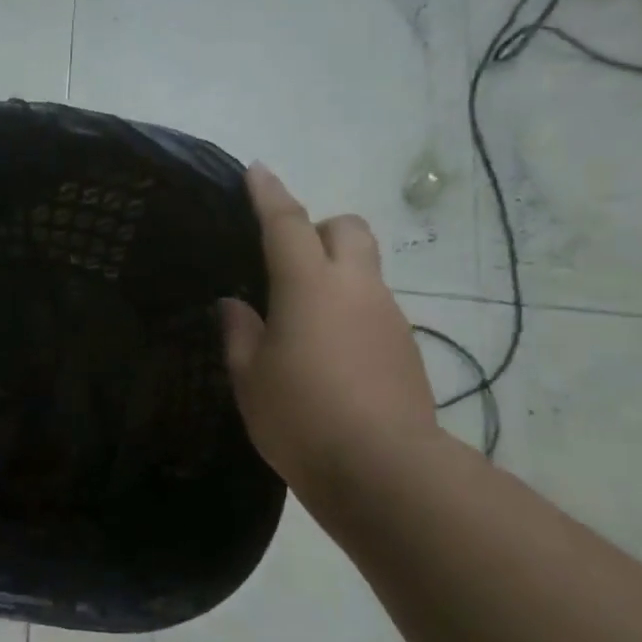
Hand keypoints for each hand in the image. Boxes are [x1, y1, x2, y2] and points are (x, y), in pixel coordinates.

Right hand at [218, 164, 438, 510]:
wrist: (385, 471)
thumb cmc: (301, 418)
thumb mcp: (250, 377)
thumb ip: (240, 332)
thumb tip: (235, 305)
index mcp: (309, 286)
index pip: (287, 223)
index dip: (269, 193)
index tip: (256, 170)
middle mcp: (356, 288)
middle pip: (347, 228)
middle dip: (319, 228)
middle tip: (288, 261)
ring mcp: (388, 316)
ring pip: (364, 269)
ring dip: (335, 275)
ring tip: (302, 320)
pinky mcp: (406, 347)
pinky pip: (374, 308)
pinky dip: (350, 312)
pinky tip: (330, 354)